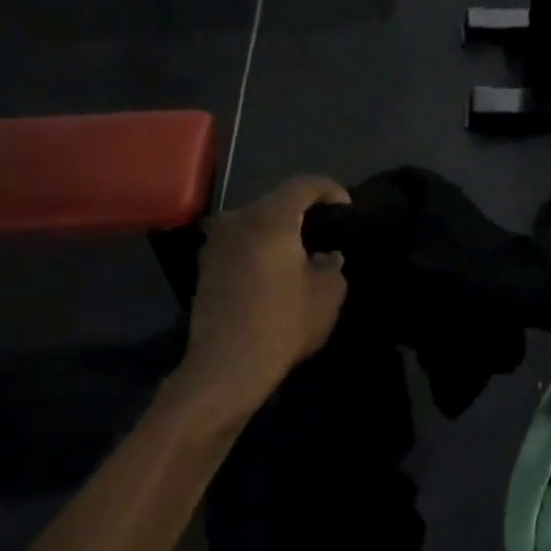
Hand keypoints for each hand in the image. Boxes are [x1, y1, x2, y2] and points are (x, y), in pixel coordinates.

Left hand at [181, 176, 349, 407]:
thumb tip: (326, 256)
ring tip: (301, 251)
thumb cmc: (283, 323)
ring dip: (279, 230)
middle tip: (326, 230)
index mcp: (271, 219)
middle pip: (276, 201)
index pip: (303, 185)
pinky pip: (240, 243)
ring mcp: (216, 243)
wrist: (227, 366)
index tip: (345, 206)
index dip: (329, 189)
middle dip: (303, 210)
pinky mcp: (205, 266)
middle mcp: (238, 220)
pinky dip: (260, 247)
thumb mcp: (327, 294)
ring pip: (255, 222)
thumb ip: (332, 265)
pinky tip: (275, 270)